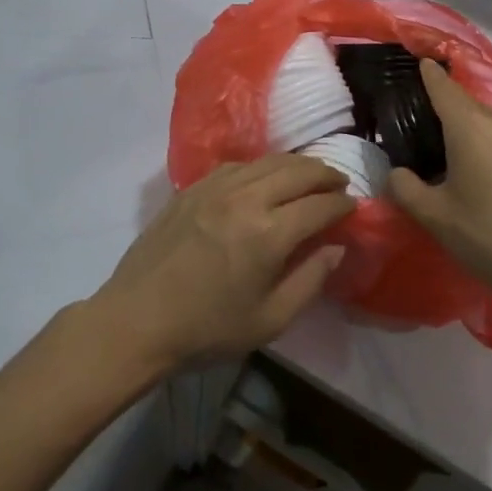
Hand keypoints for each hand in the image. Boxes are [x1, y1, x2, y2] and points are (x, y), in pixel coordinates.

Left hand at [96, 154, 354, 373]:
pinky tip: (265, 177)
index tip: (353, 207)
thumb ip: (310, 280)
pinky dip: (262, 166)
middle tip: (339, 183)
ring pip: (268, 161)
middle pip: (298, 170)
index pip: (319, 205)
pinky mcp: (193, 188)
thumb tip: (337, 248)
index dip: (342, 204)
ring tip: (310, 175)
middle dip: (325, 174)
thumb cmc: (207, 330)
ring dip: (296, 165)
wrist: (137, 321)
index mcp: (269, 234)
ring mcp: (216, 187)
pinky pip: (238, 165)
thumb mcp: (270, 320)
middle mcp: (246, 199)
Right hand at [388, 61, 491, 318]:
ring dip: (475, 136)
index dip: (428, 74)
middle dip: (448, 116)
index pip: (443, 87)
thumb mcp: (435, 217)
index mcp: (470, 126)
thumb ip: (406, 189)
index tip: (419, 63)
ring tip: (461, 165)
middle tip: (428, 140)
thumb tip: (396, 173)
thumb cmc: (490, 236)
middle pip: (467, 107)